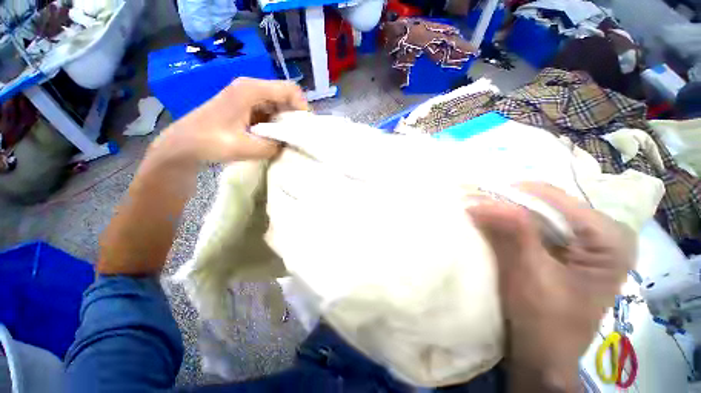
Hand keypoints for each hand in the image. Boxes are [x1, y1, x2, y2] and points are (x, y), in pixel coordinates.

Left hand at [154, 77, 308, 163]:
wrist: (183, 145)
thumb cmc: (209, 142)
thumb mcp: (244, 148)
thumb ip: (273, 147)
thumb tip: (288, 146)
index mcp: (250, 90)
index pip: (289, 90)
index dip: (302, 107)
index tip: (305, 128)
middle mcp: (251, 88)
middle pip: (285, 96)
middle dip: (295, 116)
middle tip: (299, 137)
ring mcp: (248, 97)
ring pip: (279, 105)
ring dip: (286, 122)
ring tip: (289, 140)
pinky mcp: (246, 107)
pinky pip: (270, 112)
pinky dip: (277, 125)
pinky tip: (276, 138)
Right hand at [468, 183, 634, 389]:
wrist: (544, 357)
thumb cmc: (545, 323)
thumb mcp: (529, 275)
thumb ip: (512, 232)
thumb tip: (479, 200)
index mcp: (608, 239)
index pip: (555, 199)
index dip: (511, 197)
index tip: (474, 199)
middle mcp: (602, 233)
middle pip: (548, 203)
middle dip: (506, 203)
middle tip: (473, 204)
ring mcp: (586, 241)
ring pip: (539, 212)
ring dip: (506, 213)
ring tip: (478, 212)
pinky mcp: (569, 249)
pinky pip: (536, 226)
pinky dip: (511, 224)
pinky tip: (493, 226)